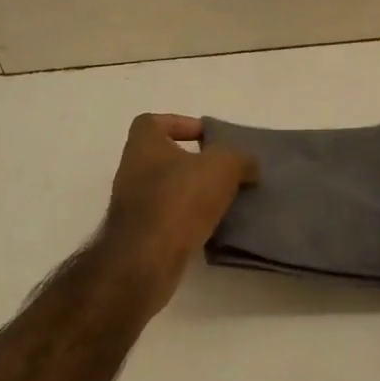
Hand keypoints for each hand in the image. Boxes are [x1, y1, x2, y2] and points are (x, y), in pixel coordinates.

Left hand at [102, 114, 257, 315]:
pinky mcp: (139, 235)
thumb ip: (239, 159)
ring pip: (167, 190)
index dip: (181, 124)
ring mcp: (131, 205)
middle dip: (194, 163)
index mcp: (143, 145)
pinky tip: (210, 226)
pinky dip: (187, 219)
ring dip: (192, 193)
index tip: (208, 138)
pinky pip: (167, 218)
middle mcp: (131, 171)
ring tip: (224, 200)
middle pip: (164, 158)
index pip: (154, 122)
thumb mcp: (222, 167)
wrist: (147, 259)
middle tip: (224, 172)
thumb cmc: (180, 199)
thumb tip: (248, 165)